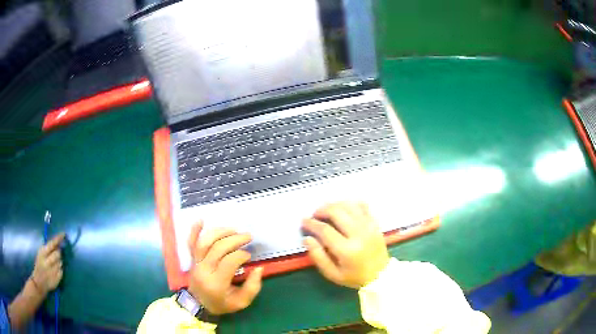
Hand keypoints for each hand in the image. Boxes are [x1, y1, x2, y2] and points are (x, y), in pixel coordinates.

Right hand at [30, 233, 64, 295]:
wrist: (39, 282)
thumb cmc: (40, 265)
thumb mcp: (41, 254)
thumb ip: (48, 249)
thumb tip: (57, 243)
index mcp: (43, 253)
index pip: (52, 244)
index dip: (58, 239)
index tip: (64, 234)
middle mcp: (48, 261)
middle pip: (58, 254)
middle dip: (58, 253)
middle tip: (56, 254)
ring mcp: (53, 271)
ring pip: (60, 262)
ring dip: (59, 262)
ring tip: (53, 264)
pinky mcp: (58, 278)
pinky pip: (62, 271)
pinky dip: (60, 269)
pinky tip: (55, 271)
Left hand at [187, 222, 262, 314]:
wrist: (198, 304)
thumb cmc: (221, 304)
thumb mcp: (241, 302)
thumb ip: (252, 287)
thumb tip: (258, 268)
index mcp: (217, 283)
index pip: (229, 261)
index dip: (241, 255)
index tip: (249, 256)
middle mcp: (204, 270)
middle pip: (218, 248)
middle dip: (235, 239)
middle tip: (248, 236)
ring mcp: (195, 263)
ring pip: (205, 242)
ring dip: (220, 232)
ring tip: (234, 229)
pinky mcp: (191, 259)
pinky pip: (190, 243)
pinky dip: (194, 231)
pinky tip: (201, 219)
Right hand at [302, 202, 389, 288]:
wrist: (381, 275)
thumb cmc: (354, 277)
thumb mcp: (332, 274)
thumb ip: (318, 257)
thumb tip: (307, 239)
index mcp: (347, 250)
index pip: (325, 230)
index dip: (311, 224)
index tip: (304, 221)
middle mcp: (359, 234)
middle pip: (337, 212)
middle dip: (321, 210)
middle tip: (314, 215)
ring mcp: (369, 226)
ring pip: (349, 206)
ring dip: (334, 205)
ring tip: (326, 210)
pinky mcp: (375, 223)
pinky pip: (362, 206)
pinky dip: (350, 204)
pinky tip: (343, 209)